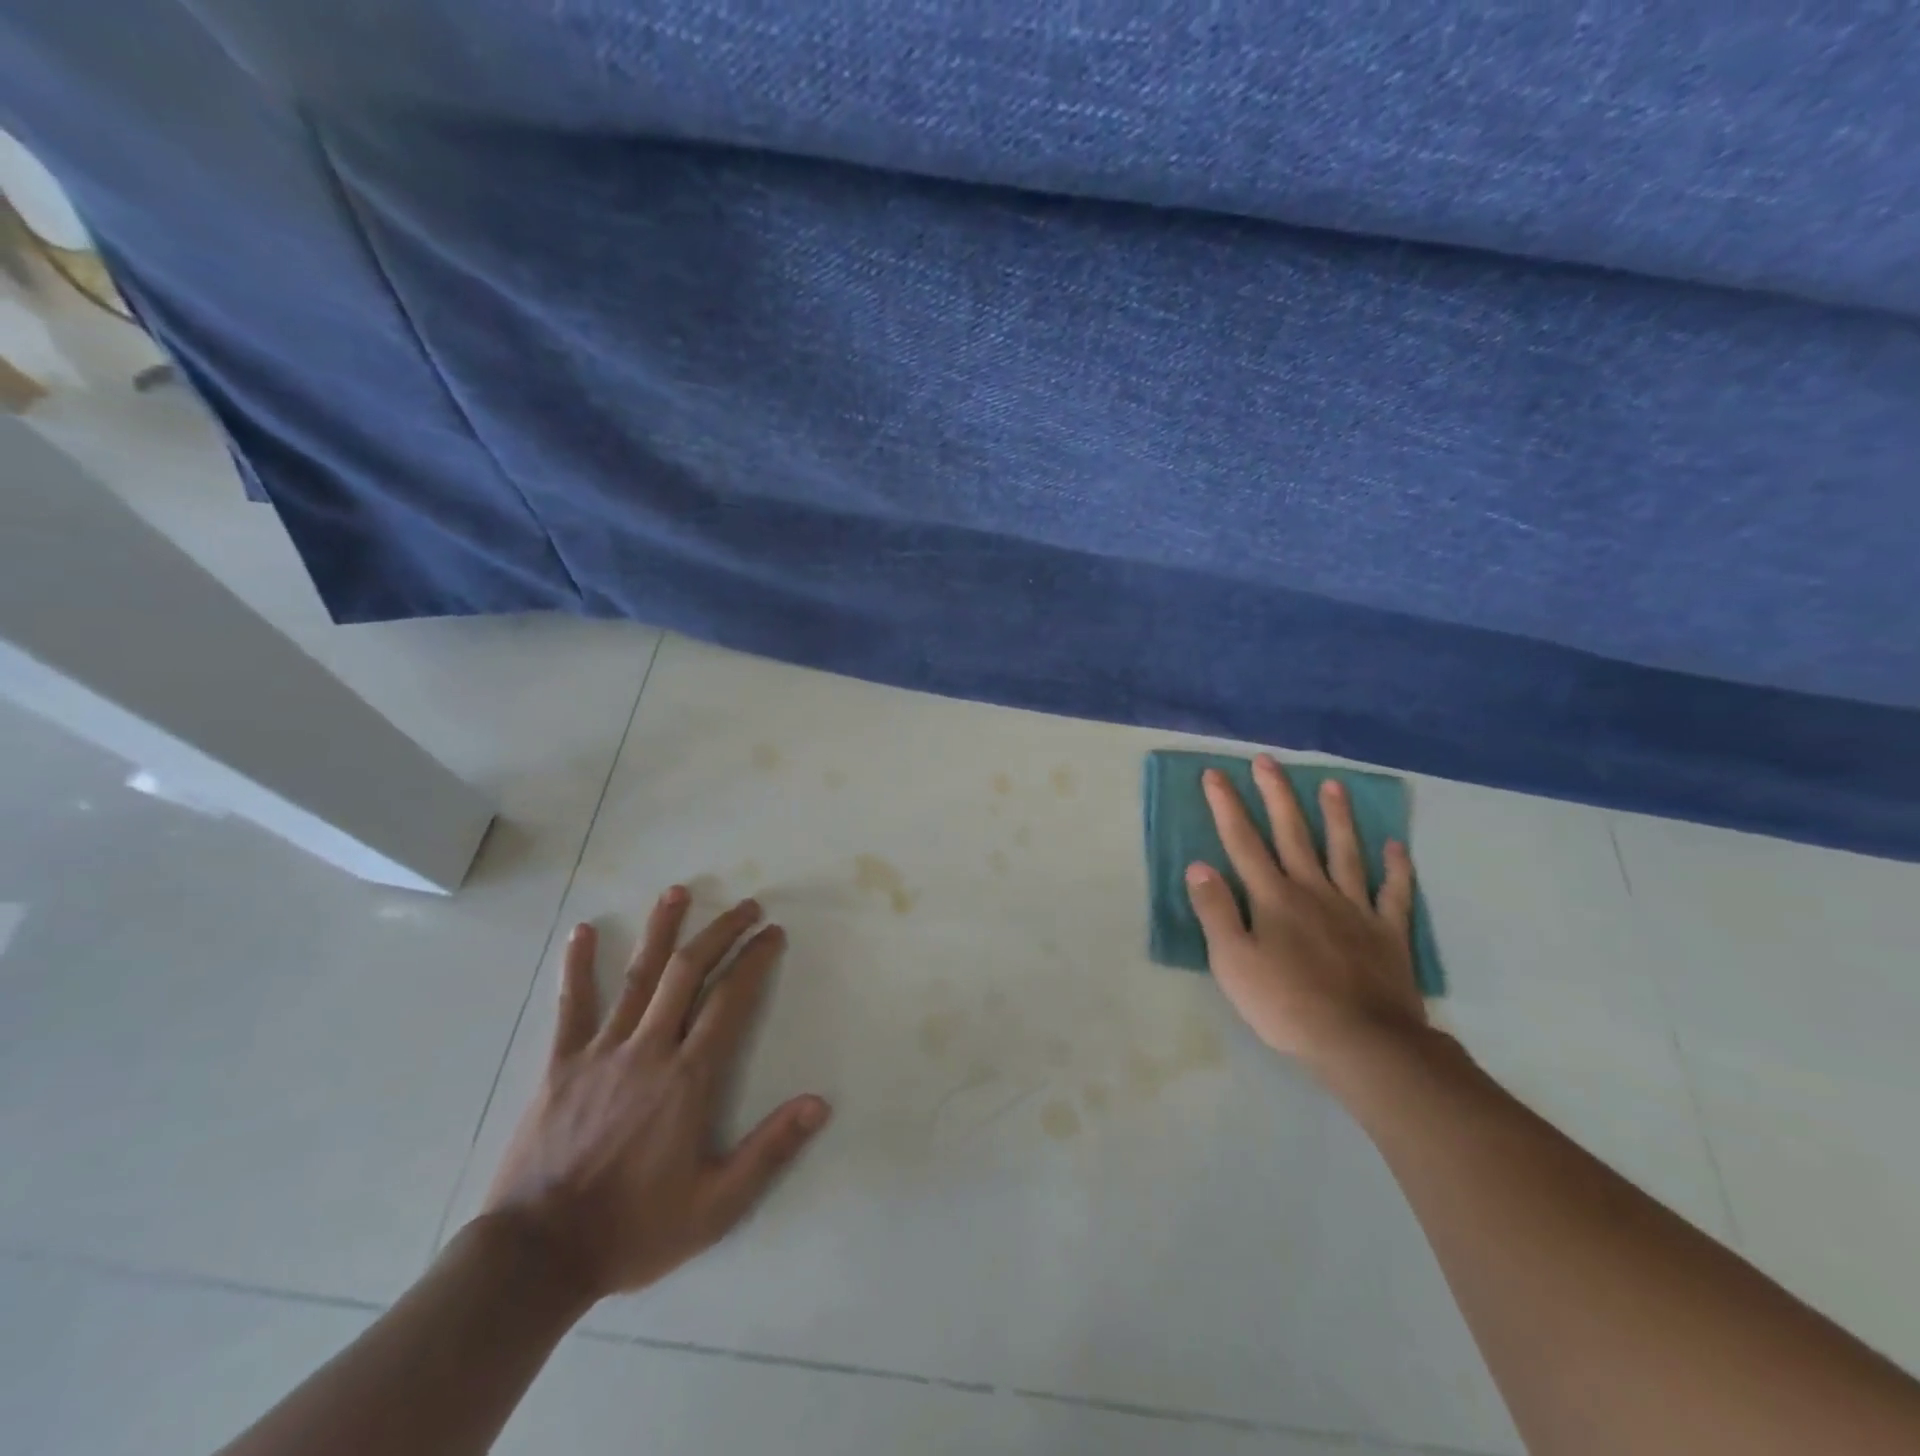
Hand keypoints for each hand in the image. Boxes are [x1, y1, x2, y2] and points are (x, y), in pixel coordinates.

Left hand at [481, 888, 829, 1301]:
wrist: (536, 1258)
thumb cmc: (632, 1230)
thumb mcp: (715, 1206)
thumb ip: (769, 1151)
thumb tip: (820, 1103)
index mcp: (688, 1078)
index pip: (731, 1001)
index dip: (755, 960)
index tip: (772, 933)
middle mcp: (649, 1050)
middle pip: (689, 973)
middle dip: (721, 932)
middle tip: (746, 906)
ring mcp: (601, 1052)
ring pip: (638, 977)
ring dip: (662, 930)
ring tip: (679, 892)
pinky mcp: (560, 1065)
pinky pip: (571, 1007)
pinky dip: (578, 966)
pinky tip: (582, 931)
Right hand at [1185, 756, 1427, 1072]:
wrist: (1363, 1043)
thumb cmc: (1287, 1005)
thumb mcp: (1233, 962)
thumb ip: (1216, 911)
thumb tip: (1198, 866)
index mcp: (1273, 897)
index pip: (1243, 842)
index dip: (1227, 806)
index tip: (1215, 774)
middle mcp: (1313, 891)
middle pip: (1292, 833)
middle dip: (1277, 795)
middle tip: (1268, 761)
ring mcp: (1354, 908)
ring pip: (1344, 851)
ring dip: (1337, 816)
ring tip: (1332, 784)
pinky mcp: (1388, 933)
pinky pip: (1394, 893)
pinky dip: (1396, 868)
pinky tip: (1396, 847)